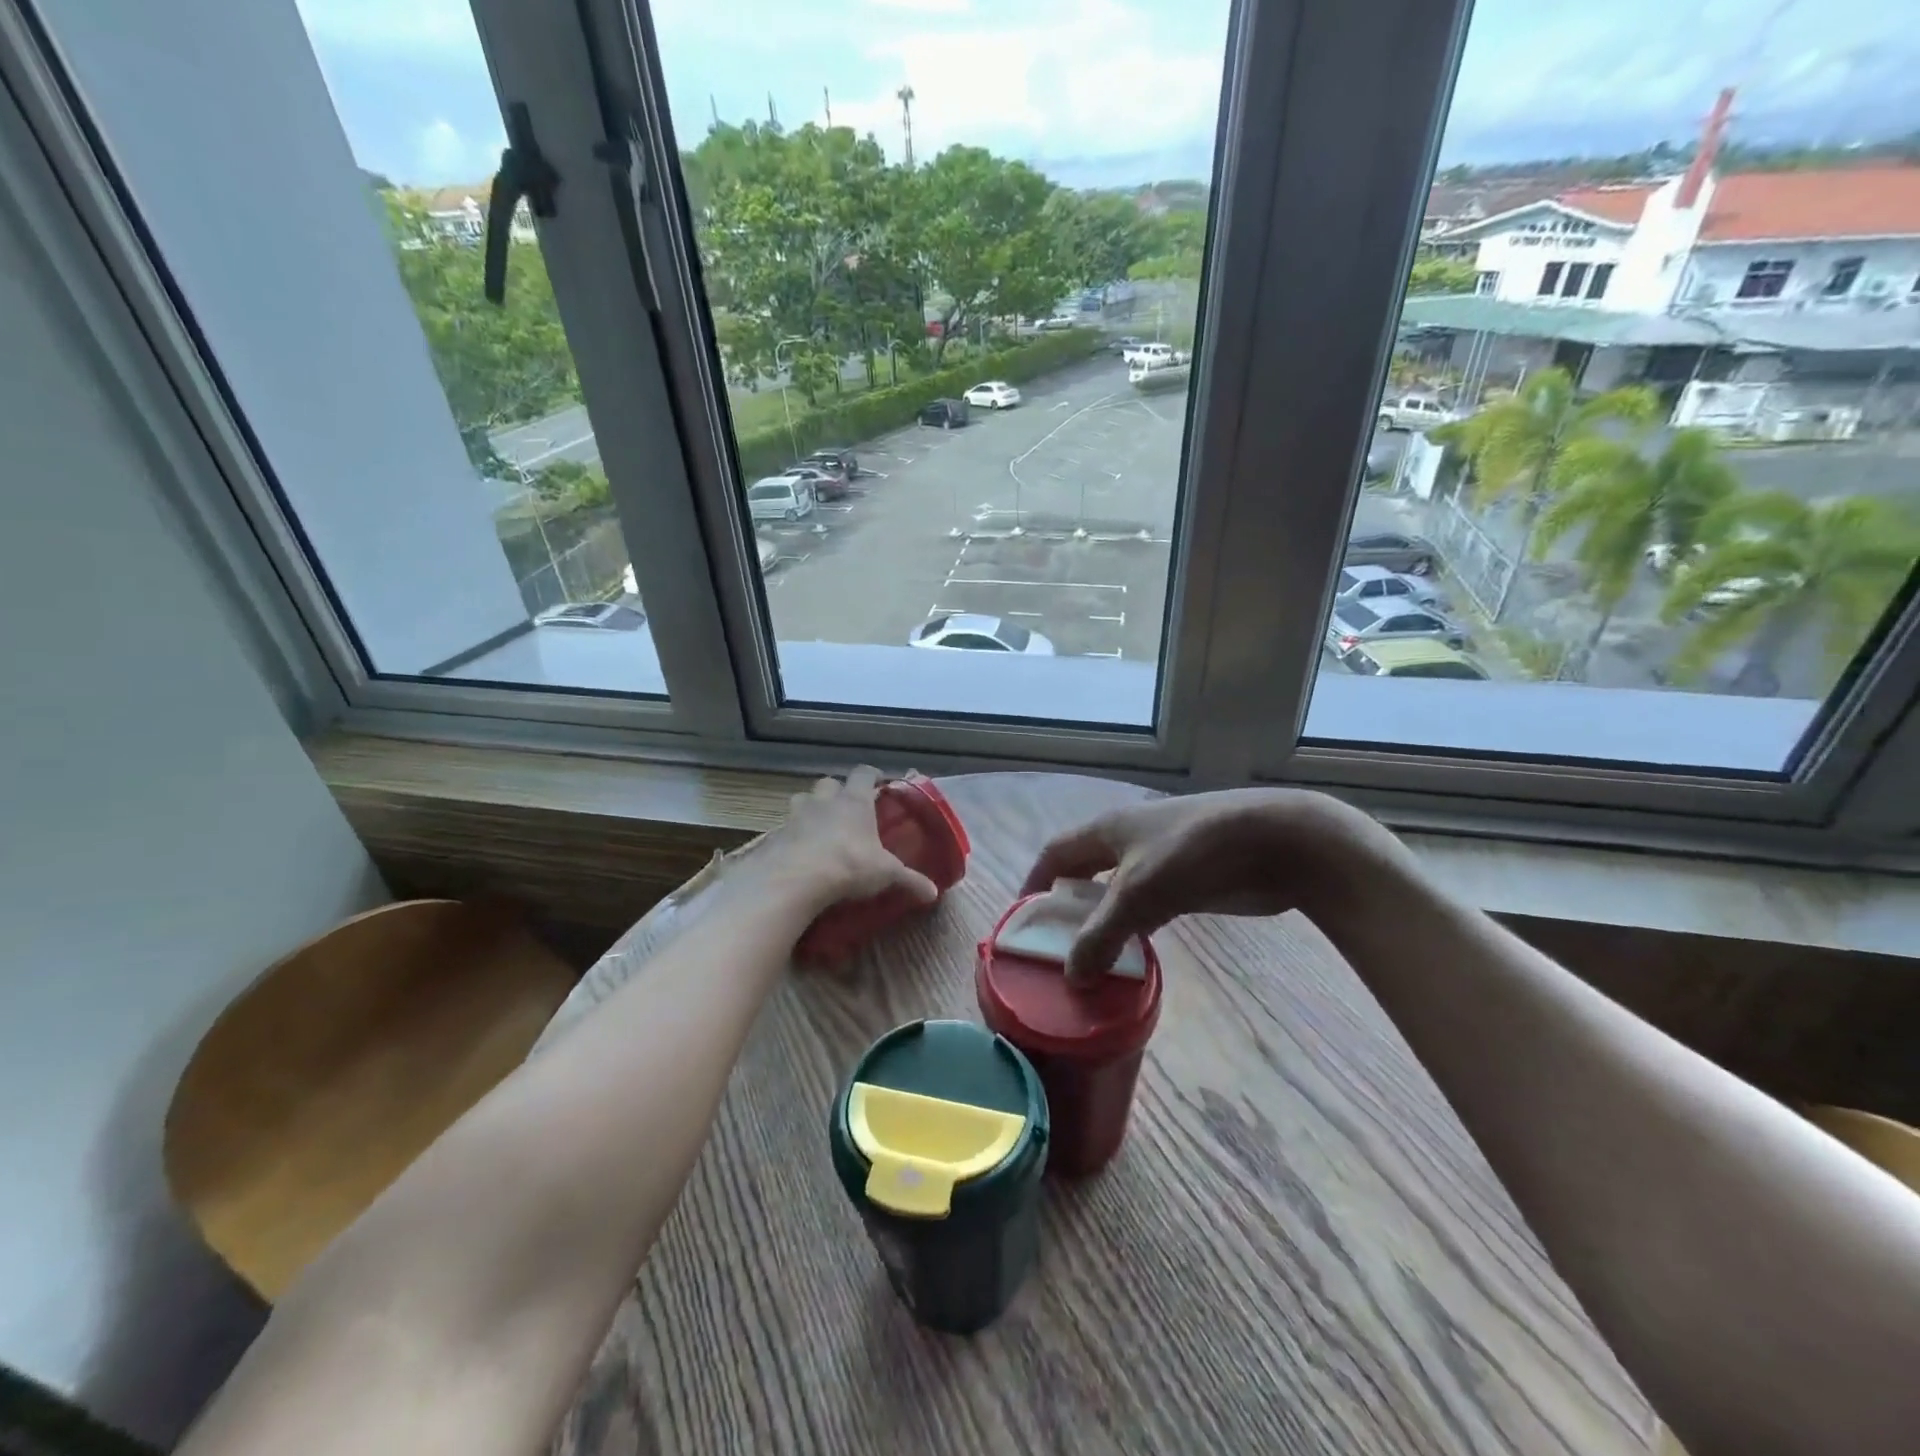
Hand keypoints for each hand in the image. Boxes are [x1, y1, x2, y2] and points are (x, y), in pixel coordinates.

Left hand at [756, 766, 938, 915]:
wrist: (797, 878)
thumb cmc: (849, 864)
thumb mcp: (885, 873)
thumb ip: (909, 880)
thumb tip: (934, 893)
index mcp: (854, 801)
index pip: (863, 774)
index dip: (871, 775)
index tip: (877, 781)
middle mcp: (825, 801)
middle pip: (829, 783)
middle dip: (836, 791)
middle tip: (845, 808)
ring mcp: (797, 815)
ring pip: (802, 799)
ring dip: (810, 808)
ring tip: (818, 826)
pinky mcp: (775, 835)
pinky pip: (785, 828)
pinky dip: (792, 835)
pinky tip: (798, 851)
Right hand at [1020, 788, 1404, 979]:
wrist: (1276, 842)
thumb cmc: (1195, 854)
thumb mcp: (1139, 893)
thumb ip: (1101, 934)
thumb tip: (1070, 976)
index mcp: (1108, 829)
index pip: (1056, 853)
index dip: (1036, 882)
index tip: (1024, 919)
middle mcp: (1129, 839)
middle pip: (1085, 871)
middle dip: (1068, 905)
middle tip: (1056, 947)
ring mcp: (1161, 859)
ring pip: (1118, 892)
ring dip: (1103, 921)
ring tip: (1090, 960)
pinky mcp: (1190, 881)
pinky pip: (1149, 906)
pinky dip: (1136, 928)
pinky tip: (1134, 956)